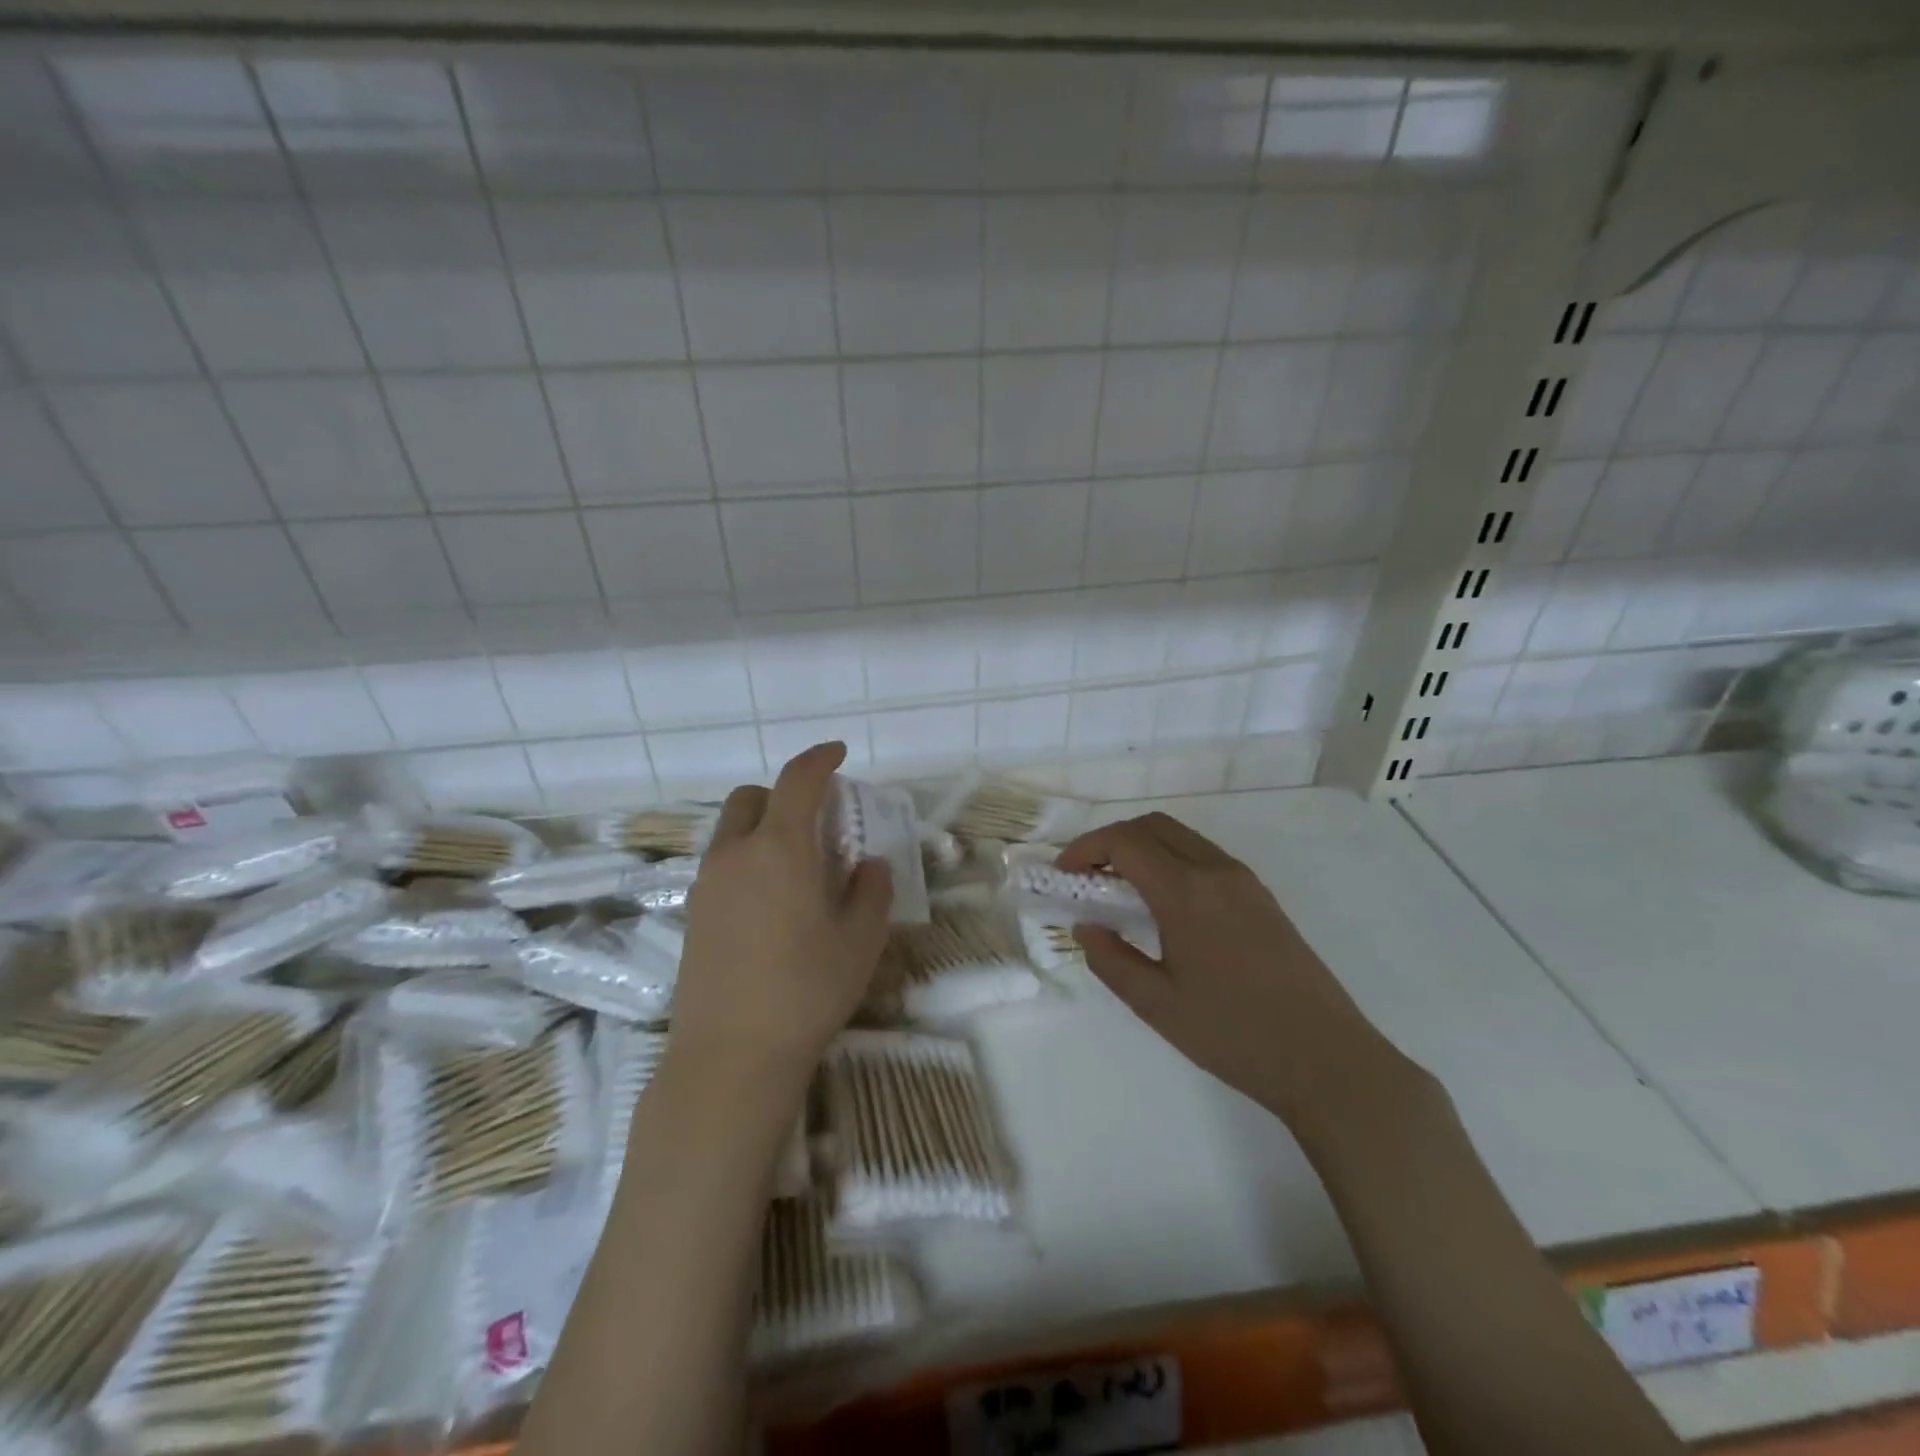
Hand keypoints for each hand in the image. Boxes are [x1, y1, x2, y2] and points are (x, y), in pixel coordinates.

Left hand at [669, 742, 892, 1086]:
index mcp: (779, 848)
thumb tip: (869, 865)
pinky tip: (769, 901)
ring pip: (731, 830)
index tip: (838, 754)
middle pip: (753, 797)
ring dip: (763, 827)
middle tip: (817, 822)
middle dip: (784, 794)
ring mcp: (706, 884)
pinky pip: (721, 863)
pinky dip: (746, 858)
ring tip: (796, 866)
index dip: (820, 759)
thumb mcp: (860, 940)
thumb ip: (871, 891)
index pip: (797, 780)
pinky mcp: (692, 914)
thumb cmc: (806, 991)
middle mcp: (735, 854)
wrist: (730, 1056)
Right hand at [1057, 813, 1408, 1131]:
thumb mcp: (1157, 1005)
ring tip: (1119, 887)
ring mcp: (1243, 880)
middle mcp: (1215, 870)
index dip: (1085, 848)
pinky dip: (1171, 859)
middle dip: (1110, 839)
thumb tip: (1086, 927)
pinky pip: (1203, 855)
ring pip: (1180, 836)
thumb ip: (1111, 960)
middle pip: (1152, 825)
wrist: (1326, 1059)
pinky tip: (1162, 902)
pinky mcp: (1261, 896)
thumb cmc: (1233, 1034)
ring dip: (1143, 846)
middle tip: (1086, 874)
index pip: (1124, 841)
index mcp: (1186, 891)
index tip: (1063, 875)